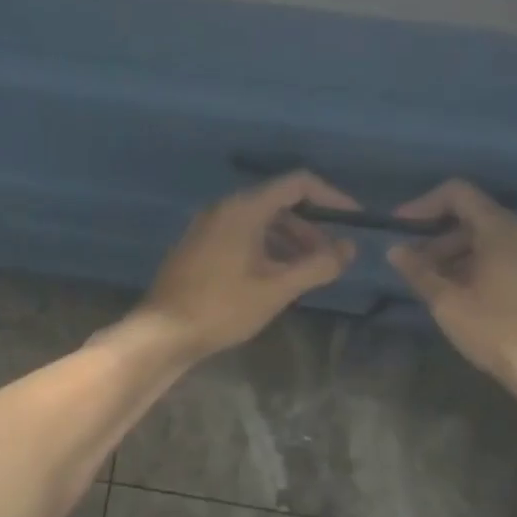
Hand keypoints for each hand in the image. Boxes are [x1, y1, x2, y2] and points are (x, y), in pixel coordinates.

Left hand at [136, 172, 359, 359]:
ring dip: (289, 242)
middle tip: (331, 257)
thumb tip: (348, 249)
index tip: (353, 221)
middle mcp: (224, 209)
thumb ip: (317, 266)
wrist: (163, 332)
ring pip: (259, 224)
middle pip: (278, 204)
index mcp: (243, 208)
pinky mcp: (199, 249)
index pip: (297, 184)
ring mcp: (207, 228)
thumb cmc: (222, 308)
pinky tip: (276, 279)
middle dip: (311, 228)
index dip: (331, 198)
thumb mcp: (276, 289)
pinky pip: (241, 238)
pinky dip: (266, 250)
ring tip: (308, 273)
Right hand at [387, 179, 516, 391]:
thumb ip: (420, 272)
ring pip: (493, 242)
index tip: (401, 229)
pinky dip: (484, 269)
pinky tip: (471, 300)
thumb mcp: (449, 304)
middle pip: (476, 218)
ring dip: (460, 257)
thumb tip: (396, 250)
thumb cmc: (497, 331)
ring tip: (438, 288)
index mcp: (500, 230)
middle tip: (415, 268)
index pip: (459, 194)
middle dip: (440, 238)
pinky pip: (511, 261)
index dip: (424, 205)